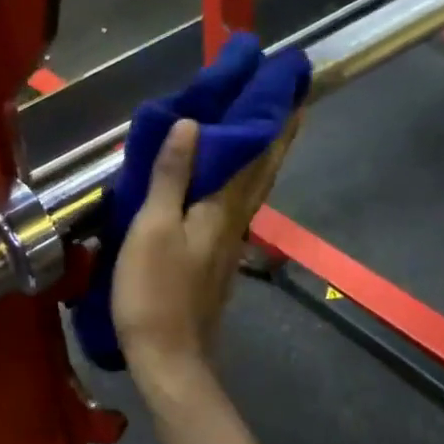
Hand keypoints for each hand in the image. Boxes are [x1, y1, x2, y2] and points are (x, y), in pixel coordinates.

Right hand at [112, 115, 298, 378]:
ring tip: (262, 132)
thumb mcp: (153, 229)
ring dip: (262, 159)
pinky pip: (234, 209)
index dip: (271, 120)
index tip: (290, 86)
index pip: (255, 154)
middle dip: (277, 135)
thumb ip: (171, 177)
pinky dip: (239, 185)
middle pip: (262, 172)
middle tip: (290, 101)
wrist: (167, 357)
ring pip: (252, 192)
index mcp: (222, 209)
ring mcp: (228, 245)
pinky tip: (229, 186)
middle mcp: (235, 222)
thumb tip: (193, 123)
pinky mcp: (215, 263)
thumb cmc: (154, 291)